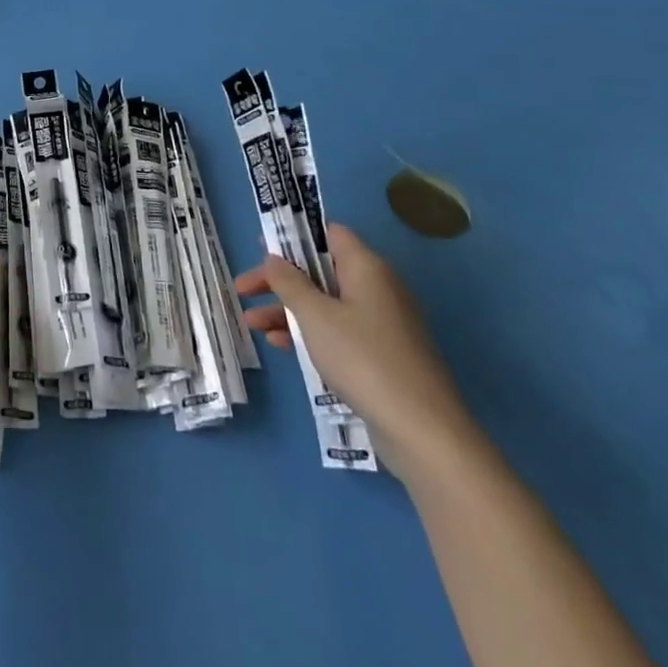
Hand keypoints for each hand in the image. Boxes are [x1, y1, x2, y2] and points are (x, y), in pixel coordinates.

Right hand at [235, 223, 475, 476]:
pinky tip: (279, 346)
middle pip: (320, 270)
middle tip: (244, 288)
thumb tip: (273, 258)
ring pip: (325, 304)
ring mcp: (380, 323)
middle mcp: (376, 288)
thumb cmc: (363, 359)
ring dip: (287, 309)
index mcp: (366, 267)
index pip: (329, 234)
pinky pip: (337, 331)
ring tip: (251, 322)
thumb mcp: (315, 316)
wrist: (423, 432)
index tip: (261, 246)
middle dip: (280, 279)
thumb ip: (289, 282)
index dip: (294, 235)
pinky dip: (308, 333)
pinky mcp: (381, 355)